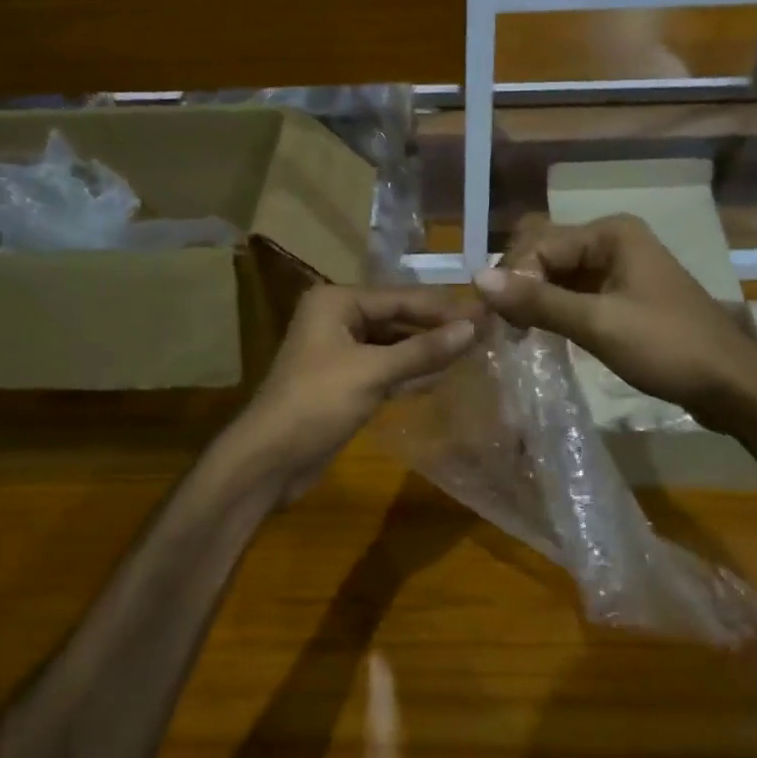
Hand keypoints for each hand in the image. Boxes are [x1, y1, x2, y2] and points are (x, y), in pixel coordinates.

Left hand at [227, 284, 481, 503]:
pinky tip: (444, 376)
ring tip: (474, 352)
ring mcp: (340, 352)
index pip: (400, 297)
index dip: (443, 307)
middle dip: (436, 328)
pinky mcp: (346, 383)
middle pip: (397, 318)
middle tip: (486, 333)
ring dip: (427, 351)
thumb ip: (423, 350)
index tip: (486, 312)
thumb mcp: (373, 372)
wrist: (270, 459)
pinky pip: (386, 369)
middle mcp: (337, 319)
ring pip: (393, 345)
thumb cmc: (317, 404)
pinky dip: (411, 372)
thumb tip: (473, 327)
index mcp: (336, 302)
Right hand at [474, 214, 756, 425]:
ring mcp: (618, 269)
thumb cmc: (668, 347)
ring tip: (512, 334)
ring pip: (556, 275)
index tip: (495, 319)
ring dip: (532, 299)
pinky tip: (537, 334)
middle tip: (500, 326)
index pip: (539, 243)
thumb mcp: (599, 324)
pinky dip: (552, 310)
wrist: (732, 385)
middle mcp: (611, 241)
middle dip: (518, 283)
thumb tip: (477, 279)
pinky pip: (573, 294)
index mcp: (610, 233)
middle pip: (545, 252)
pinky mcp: (620, 297)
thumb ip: (538, 301)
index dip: (513, 277)